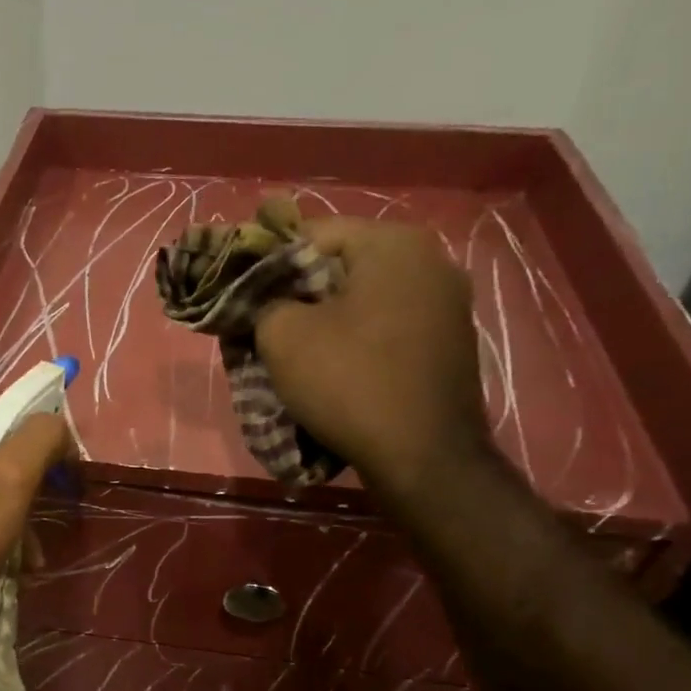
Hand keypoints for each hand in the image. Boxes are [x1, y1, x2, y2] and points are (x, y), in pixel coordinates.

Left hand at [0, 403, 72, 619]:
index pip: (18, 416)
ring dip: (17, 511)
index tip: (64, 480)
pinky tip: (12, 556)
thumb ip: (42, 438)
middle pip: (3, 450)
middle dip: (32, 485)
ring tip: (34, 550)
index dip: (48, 445)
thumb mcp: (13, 477)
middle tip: (50, 513)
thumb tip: (59, 429)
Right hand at [255, 217, 492, 501]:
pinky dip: (357, 338)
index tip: (241, 290)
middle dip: (299, 291)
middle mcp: (431, 261)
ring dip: (327, 317)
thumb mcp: (282, 336)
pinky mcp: (450, 343)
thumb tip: (267, 301)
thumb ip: (264, 301)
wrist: (423, 457)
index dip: (267, 260)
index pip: (312, 233)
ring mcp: (448, 304)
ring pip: (366, 298)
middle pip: (342, 265)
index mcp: (393, 244)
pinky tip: (336, 366)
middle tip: (263, 322)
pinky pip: (389, 326)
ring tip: (295, 348)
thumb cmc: (349, 382)